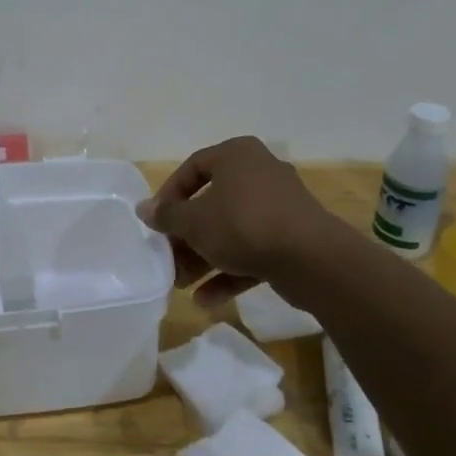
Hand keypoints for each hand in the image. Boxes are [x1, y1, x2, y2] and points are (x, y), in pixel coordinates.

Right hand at [137, 137, 335, 306]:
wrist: (312, 259)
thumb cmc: (243, 225)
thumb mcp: (194, 221)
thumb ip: (167, 216)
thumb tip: (142, 209)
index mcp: (237, 155)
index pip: (192, 168)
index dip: (169, 196)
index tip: (156, 222)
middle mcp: (260, 173)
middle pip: (212, 203)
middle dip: (187, 236)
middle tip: (169, 258)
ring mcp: (280, 207)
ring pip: (232, 230)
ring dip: (205, 257)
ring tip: (182, 284)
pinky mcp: (293, 238)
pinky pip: (254, 250)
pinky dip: (231, 271)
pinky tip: (207, 300)